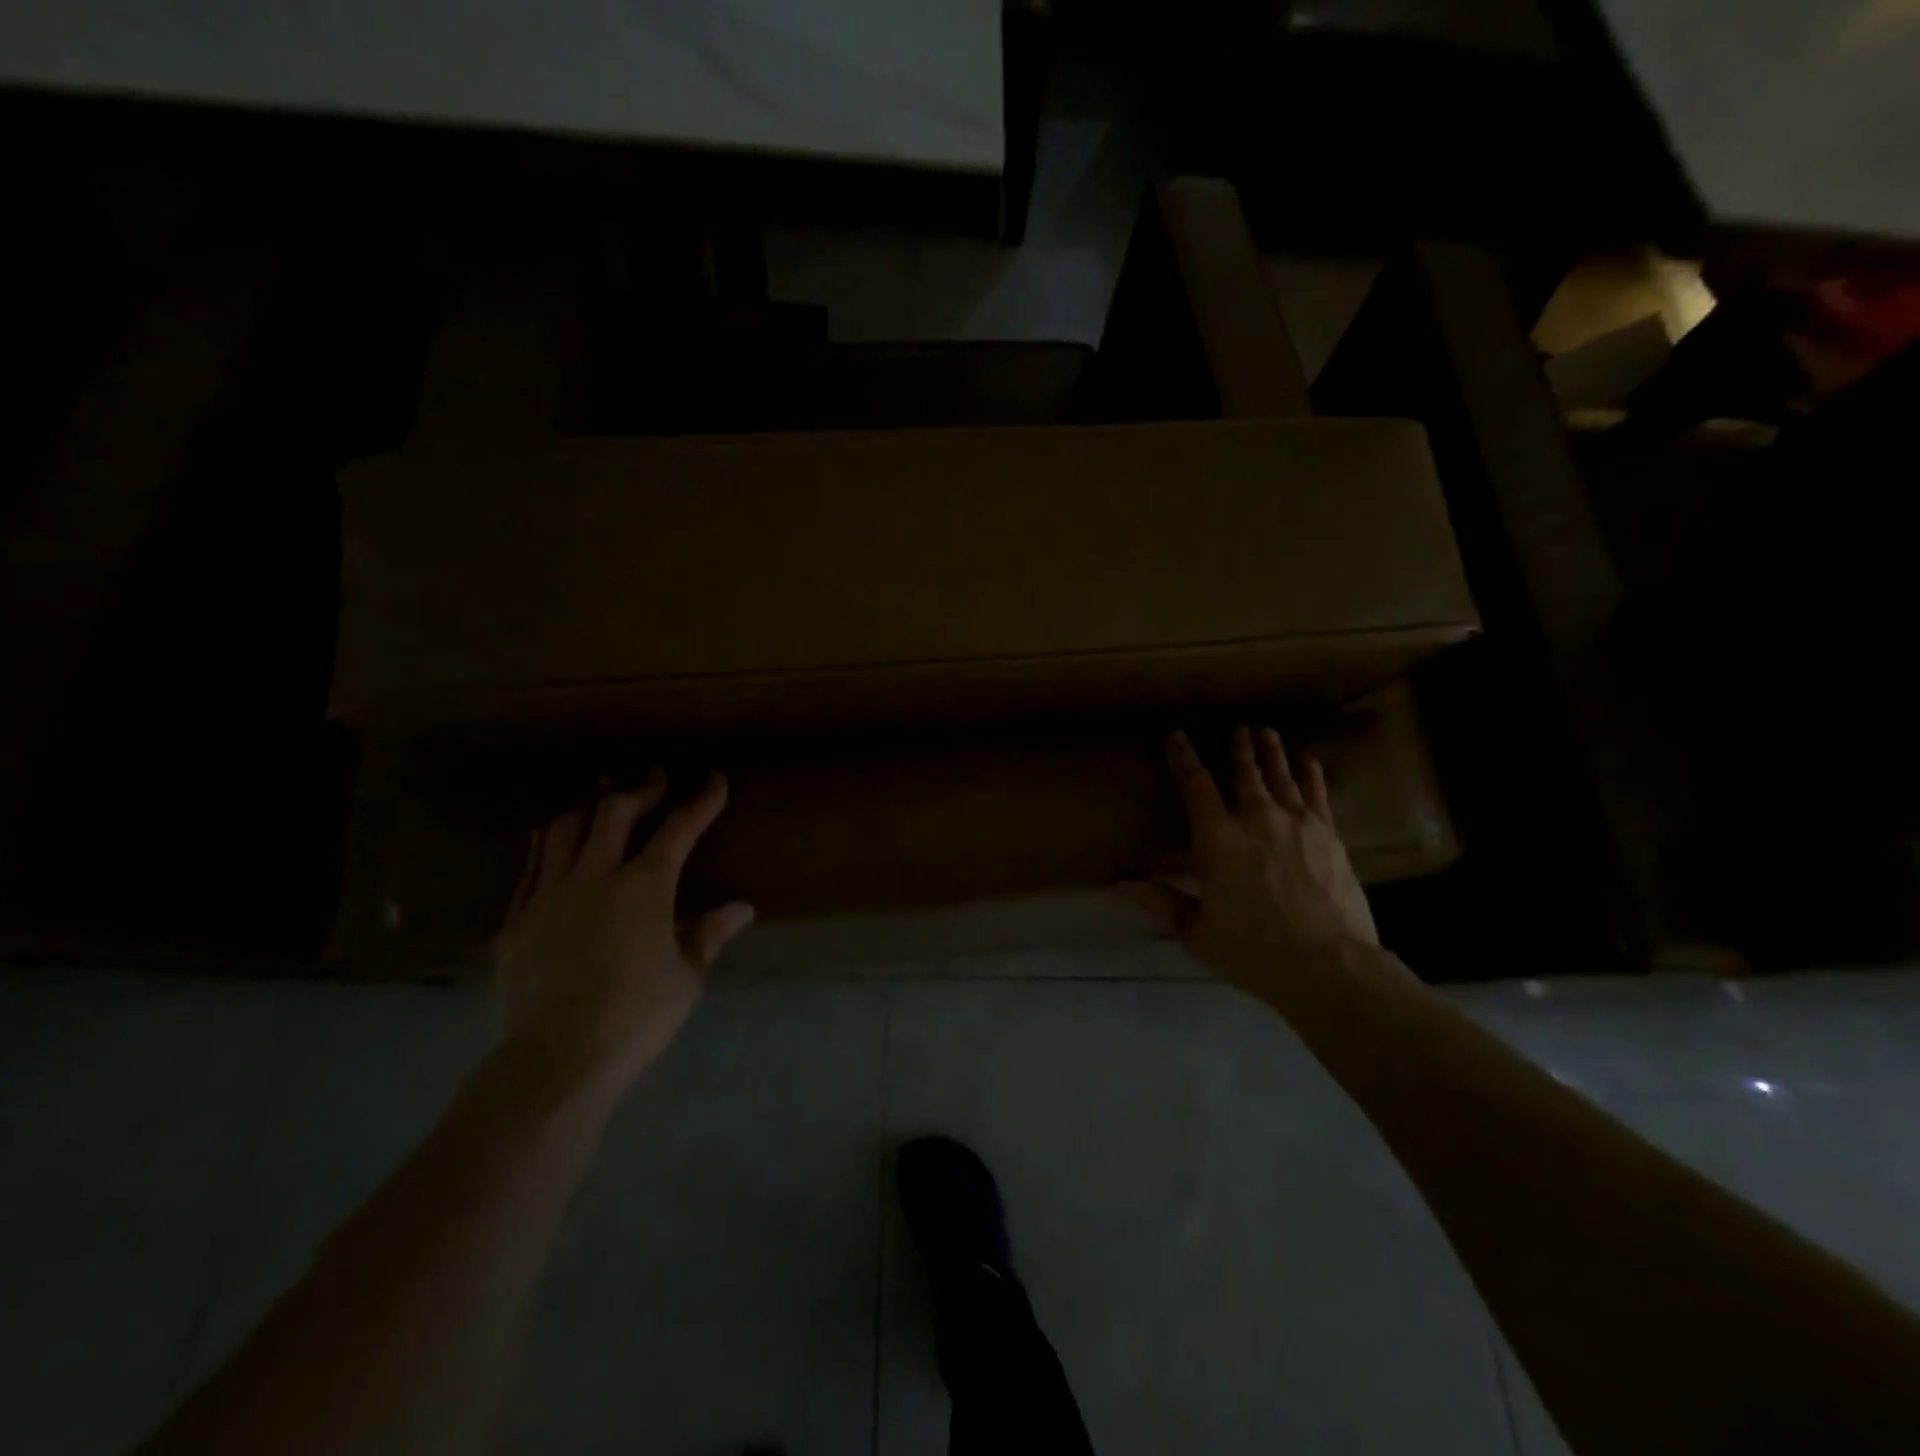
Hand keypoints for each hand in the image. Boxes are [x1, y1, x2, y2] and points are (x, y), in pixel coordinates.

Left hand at [492, 770, 754, 1100]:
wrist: (557, 1058)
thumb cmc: (637, 1016)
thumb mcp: (687, 975)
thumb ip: (710, 933)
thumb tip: (743, 908)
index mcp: (645, 887)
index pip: (679, 829)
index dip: (700, 801)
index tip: (714, 780)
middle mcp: (595, 876)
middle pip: (615, 812)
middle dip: (640, 788)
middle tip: (656, 778)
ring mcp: (549, 893)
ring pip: (565, 827)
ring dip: (589, 803)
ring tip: (603, 793)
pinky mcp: (517, 918)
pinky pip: (532, 863)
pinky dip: (550, 840)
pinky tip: (555, 835)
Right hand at [1140, 726, 1381, 998]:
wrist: (1328, 965)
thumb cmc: (1252, 951)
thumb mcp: (1196, 932)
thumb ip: (1161, 901)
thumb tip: (1116, 885)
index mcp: (1216, 839)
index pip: (1194, 786)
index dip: (1183, 758)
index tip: (1176, 735)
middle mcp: (1255, 819)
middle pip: (1243, 772)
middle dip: (1237, 748)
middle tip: (1236, 728)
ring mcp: (1296, 823)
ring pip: (1280, 776)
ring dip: (1271, 752)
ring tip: (1266, 732)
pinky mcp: (1328, 835)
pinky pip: (1317, 794)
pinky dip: (1311, 775)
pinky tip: (1309, 761)